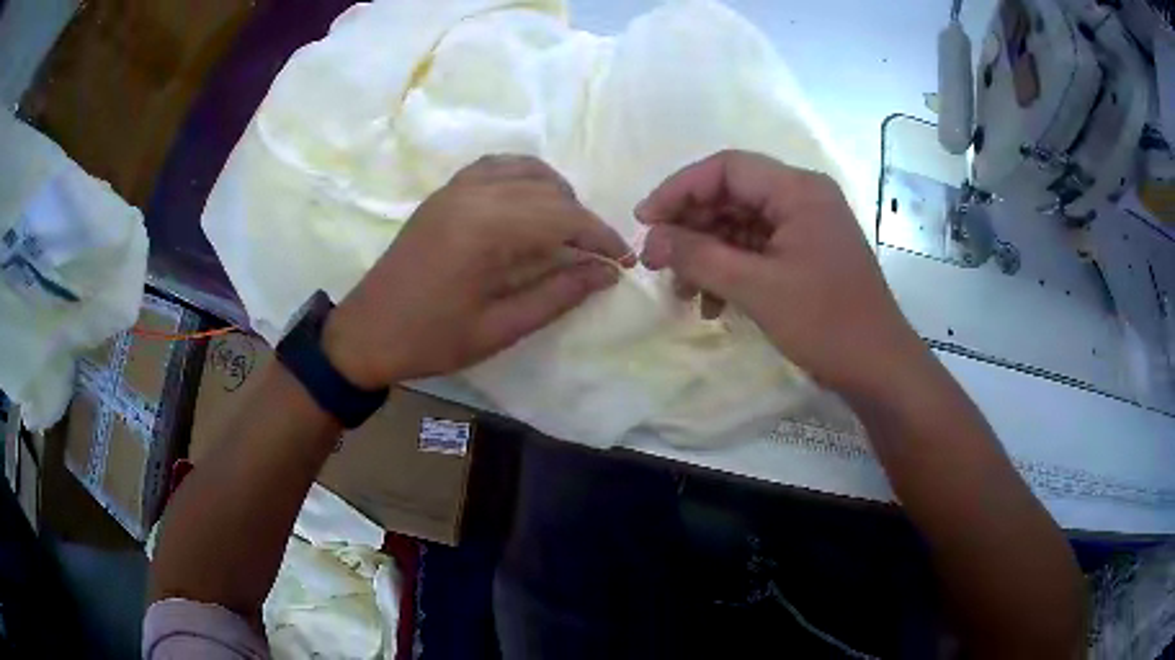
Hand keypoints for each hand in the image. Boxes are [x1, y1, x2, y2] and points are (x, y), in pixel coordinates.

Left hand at [324, 155, 632, 386]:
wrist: (366, 332)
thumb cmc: (431, 339)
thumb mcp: (499, 328)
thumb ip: (557, 295)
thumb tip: (606, 273)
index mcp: (486, 230)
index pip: (564, 217)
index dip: (601, 236)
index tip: (623, 260)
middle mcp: (473, 195)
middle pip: (549, 190)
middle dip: (582, 219)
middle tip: (595, 255)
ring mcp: (455, 189)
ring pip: (525, 170)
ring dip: (556, 194)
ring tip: (567, 230)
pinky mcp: (444, 193)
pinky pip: (495, 167)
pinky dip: (523, 178)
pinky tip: (529, 205)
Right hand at [637, 150, 926, 395]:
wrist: (878, 367)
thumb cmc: (826, 322)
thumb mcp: (757, 288)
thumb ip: (700, 256)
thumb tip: (651, 239)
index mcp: (798, 190)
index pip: (727, 168)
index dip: (680, 189)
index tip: (645, 221)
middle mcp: (802, 198)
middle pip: (732, 196)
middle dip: (691, 228)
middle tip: (655, 261)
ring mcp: (805, 227)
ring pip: (740, 225)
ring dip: (707, 254)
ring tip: (681, 291)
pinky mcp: (805, 254)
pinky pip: (756, 249)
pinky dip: (730, 271)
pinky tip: (712, 304)